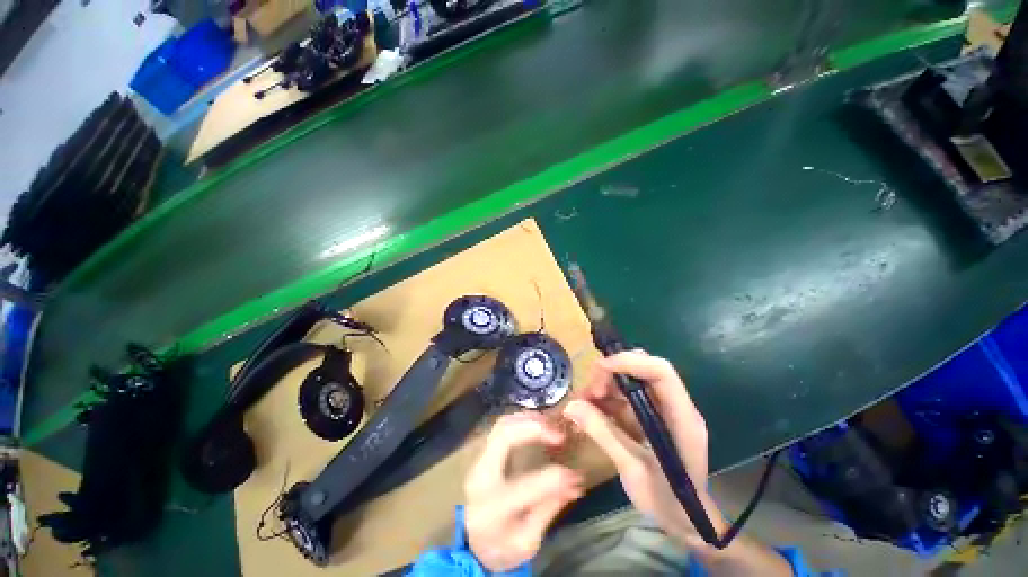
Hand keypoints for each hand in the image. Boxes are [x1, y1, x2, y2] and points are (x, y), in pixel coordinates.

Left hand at [464, 413, 584, 571]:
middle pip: (504, 436)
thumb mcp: (528, 541)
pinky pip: (502, 426)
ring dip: (528, 420)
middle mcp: (481, 476)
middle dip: (534, 428)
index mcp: (491, 507)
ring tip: (551, 425)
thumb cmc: (503, 547)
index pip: (524, 484)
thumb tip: (576, 484)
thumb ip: (548, 509)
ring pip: (502, 425)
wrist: (474, 543)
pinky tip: (538, 423)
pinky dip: (521, 420)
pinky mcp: (484, 452)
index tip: (576, 475)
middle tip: (559, 433)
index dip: (553, 477)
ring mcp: (479, 459)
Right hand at [563, 349, 723, 550]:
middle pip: (643, 370)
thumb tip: (571, 406)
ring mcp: (663, 410)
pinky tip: (591, 410)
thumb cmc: (667, 502)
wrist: (686, 522)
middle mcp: (675, 406)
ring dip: (606, 386)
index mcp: (681, 418)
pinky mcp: (651, 416)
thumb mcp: (633, 470)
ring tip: (584, 402)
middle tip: (590, 392)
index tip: (600, 368)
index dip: (630, 362)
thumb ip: (603, 434)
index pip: (660, 372)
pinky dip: (607, 399)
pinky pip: (626, 397)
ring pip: (631, 381)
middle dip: (612, 373)